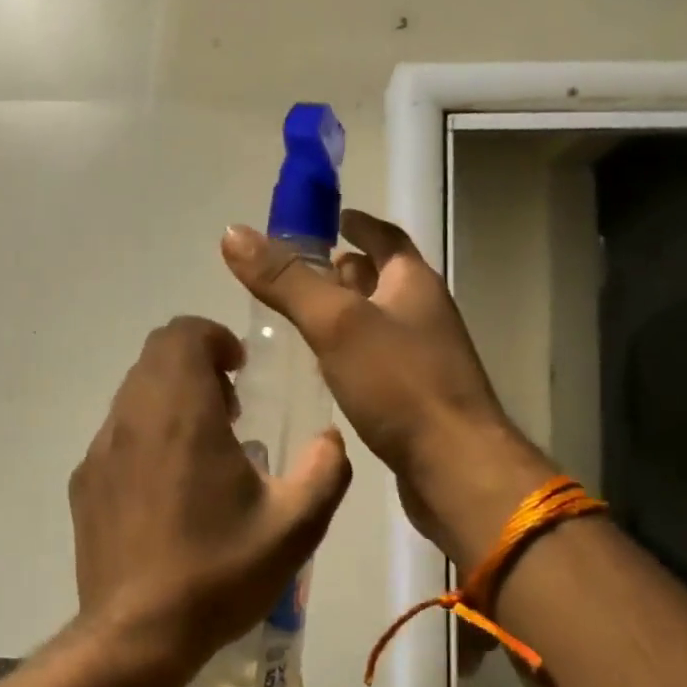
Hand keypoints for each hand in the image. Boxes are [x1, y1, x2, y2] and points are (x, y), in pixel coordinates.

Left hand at [68, 316, 351, 683]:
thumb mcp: (296, 526)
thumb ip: (326, 470)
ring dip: (171, 397)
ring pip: (134, 392)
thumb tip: (330, 439)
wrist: (136, 635)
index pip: (182, 333)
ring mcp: (101, 449)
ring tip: (204, 448)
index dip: (214, 337)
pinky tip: (169, 485)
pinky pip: (117, 431)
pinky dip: (147, 432)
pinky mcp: (85, 481)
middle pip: (156, 355)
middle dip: (196, 364)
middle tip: (230, 409)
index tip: (240, 371)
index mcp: (182, 413)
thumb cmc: (219, 572)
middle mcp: (133, 417)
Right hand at [221, 211, 550, 568]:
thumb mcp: (336, 323)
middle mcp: (424, 314)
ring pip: (378, 321)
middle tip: (299, 271)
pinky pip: (377, 360)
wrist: (453, 468)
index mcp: (414, 284)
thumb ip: (287, 280)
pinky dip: (350, 352)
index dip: (358, 223)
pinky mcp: (414, 397)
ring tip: (301, 316)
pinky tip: (323, 367)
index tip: (330, 217)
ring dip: (345, 312)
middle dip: (345, 269)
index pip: (386, 237)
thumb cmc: (400, 384)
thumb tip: (233, 233)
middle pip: (382, 278)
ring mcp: (423, 358)